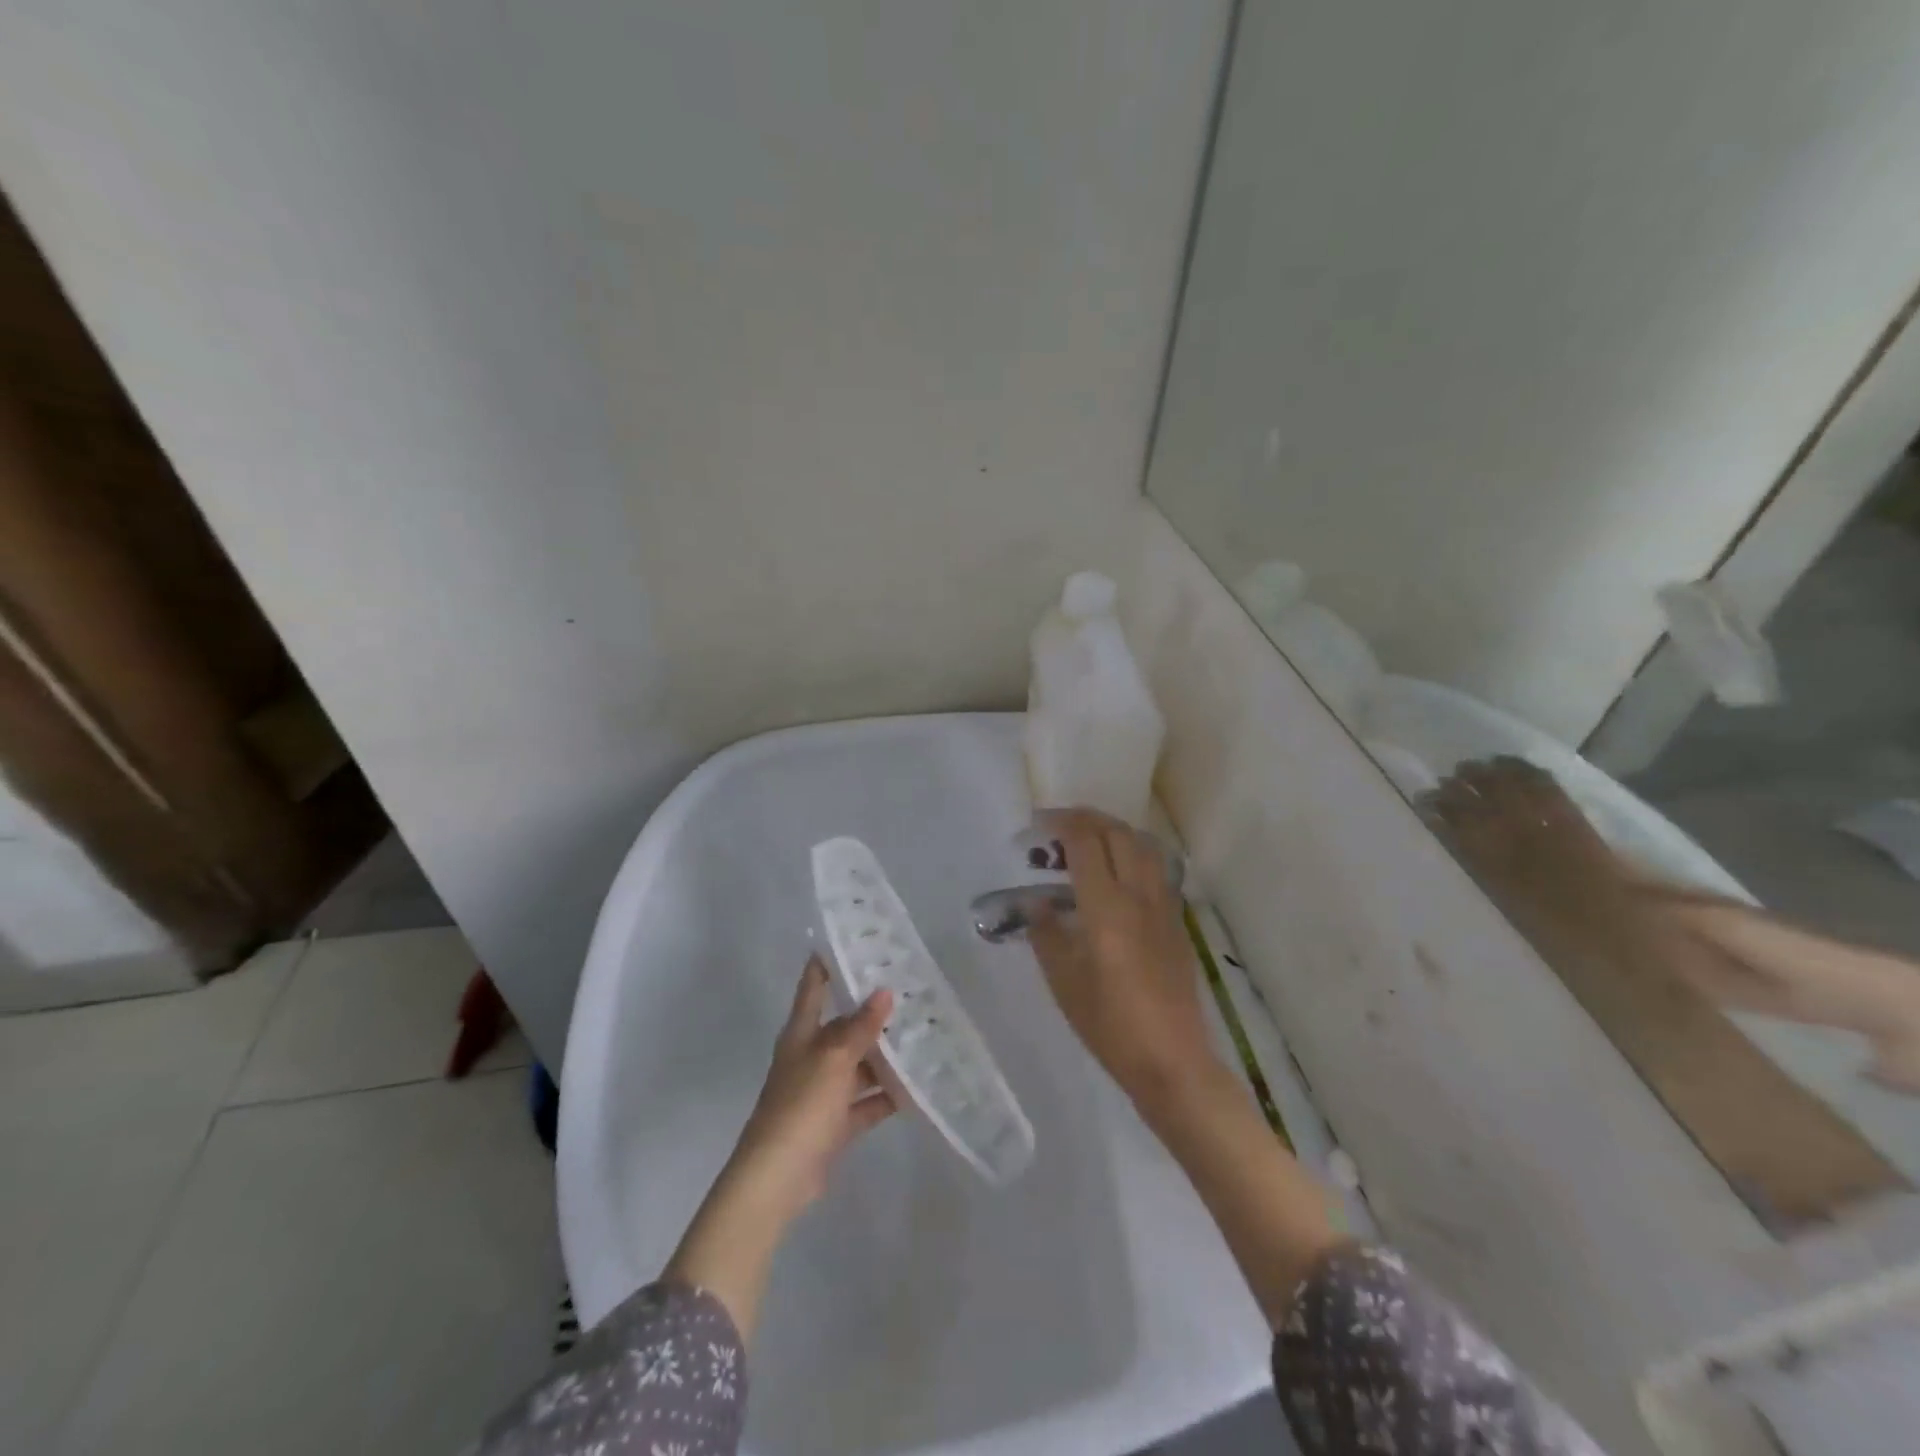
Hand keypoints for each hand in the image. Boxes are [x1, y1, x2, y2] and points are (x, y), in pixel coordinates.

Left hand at [726, 956, 896, 1222]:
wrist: (777, 1179)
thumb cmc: (801, 1106)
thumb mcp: (834, 1059)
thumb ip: (860, 1027)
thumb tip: (884, 991)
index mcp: (802, 1034)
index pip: (814, 987)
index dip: (827, 962)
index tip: (852, 940)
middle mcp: (812, 1056)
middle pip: (844, 1026)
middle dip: (874, 1012)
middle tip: (912, 992)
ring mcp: (823, 1091)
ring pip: (860, 1064)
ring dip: (886, 1055)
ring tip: (924, 1035)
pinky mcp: (835, 1123)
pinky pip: (867, 1101)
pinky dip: (888, 1095)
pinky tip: (918, 1087)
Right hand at [1026, 808, 1217, 1108]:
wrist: (1172, 1060)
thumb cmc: (1109, 1025)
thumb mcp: (1063, 982)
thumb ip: (1046, 934)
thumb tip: (1037, 902)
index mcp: (1106, 907)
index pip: (1085, 843)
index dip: (1061, 823)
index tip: (1039, 823)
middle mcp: (1138, 896)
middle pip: (1118, 834)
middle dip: (1088, 819)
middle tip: (1061, 825)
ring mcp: (1164, 907)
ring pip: (1144, 846)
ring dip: (1115, 831)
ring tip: (1091, 840)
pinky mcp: (1177, 922)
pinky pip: (1157, 870)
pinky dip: (1135, 854)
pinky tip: (1120, 874)